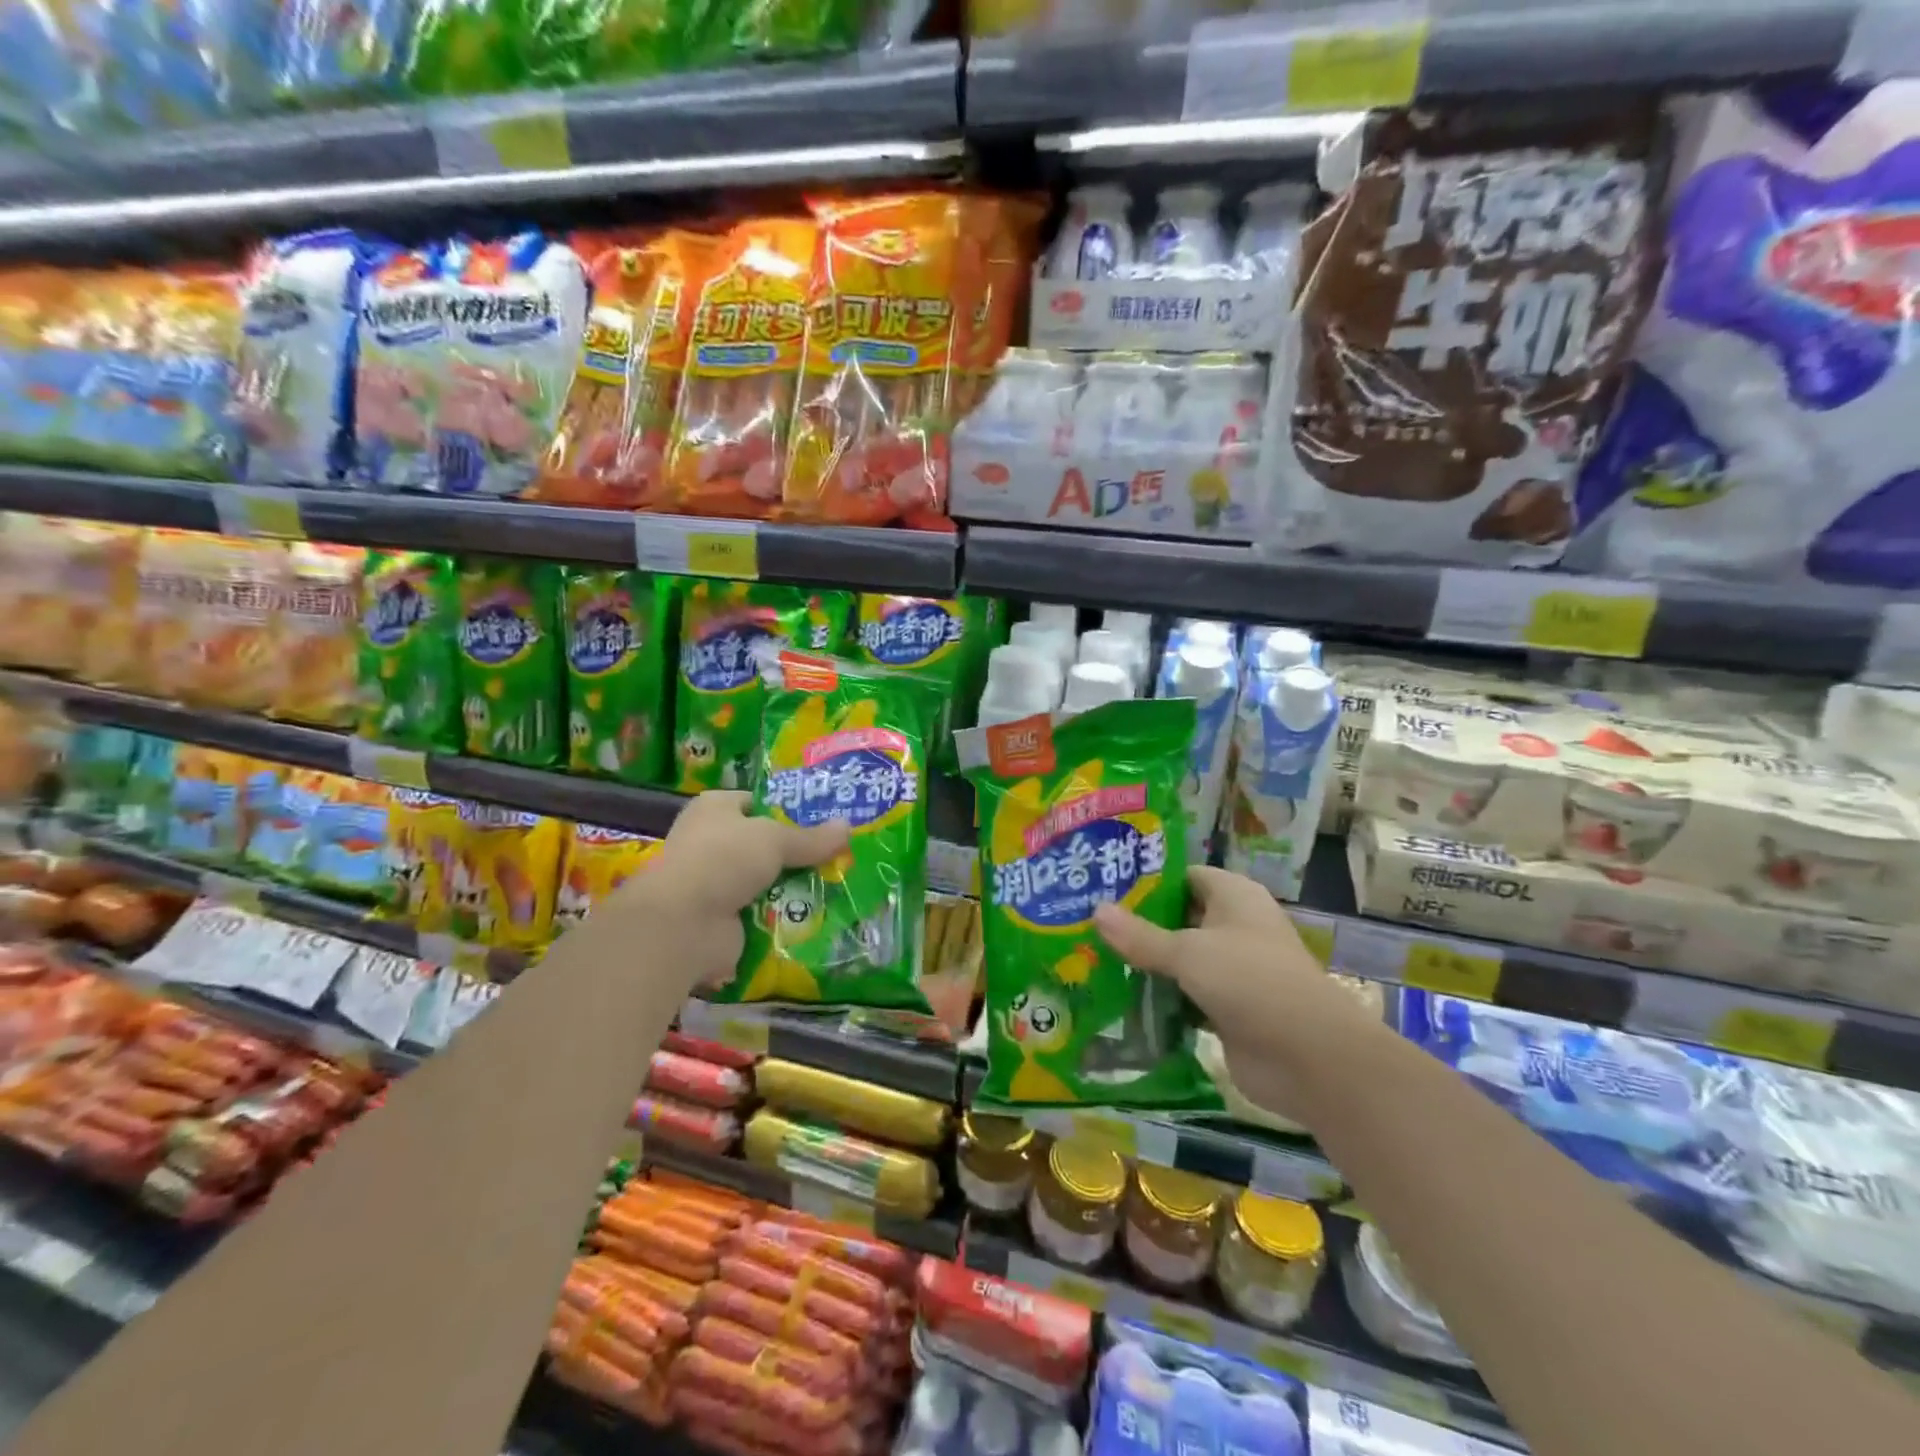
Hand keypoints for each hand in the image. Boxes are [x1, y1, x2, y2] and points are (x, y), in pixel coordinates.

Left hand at [616, 791, 850, 989]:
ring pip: (765, 880)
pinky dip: (782, 916)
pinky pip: (761, 911)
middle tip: (838, 856)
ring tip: (835, 886)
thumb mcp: (775, 839)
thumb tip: (848, 826)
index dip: (788, 810)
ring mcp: (714, 882)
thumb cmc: (724, 859)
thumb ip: (812, 838)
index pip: (756, 803)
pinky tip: (814, 915)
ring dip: (792, 887)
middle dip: (796, 853)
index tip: (823, 821)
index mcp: (715, 808)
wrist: (684, 923)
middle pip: (764, 844)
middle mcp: (710, 841)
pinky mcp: (721, 918)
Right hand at [1093, 867, 1365, 1115]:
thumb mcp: (1188, 952)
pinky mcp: (1226, 1008)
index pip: (1183, 875)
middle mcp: (1234, 926)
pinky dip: (1159, 998)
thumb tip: (1095, 910)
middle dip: (1137, 922)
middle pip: (1178, 917)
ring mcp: (1232, 970)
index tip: (1102, 884)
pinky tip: (1119, 999)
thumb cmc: (1250, 981)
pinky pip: (1184, 995)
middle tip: (1085, 922)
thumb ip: (1140, 935)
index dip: (1146, 879)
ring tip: (1091, 957)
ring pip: (1179, 959)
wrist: (1309, 1057)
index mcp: (1234, 896)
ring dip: (1145, 964)